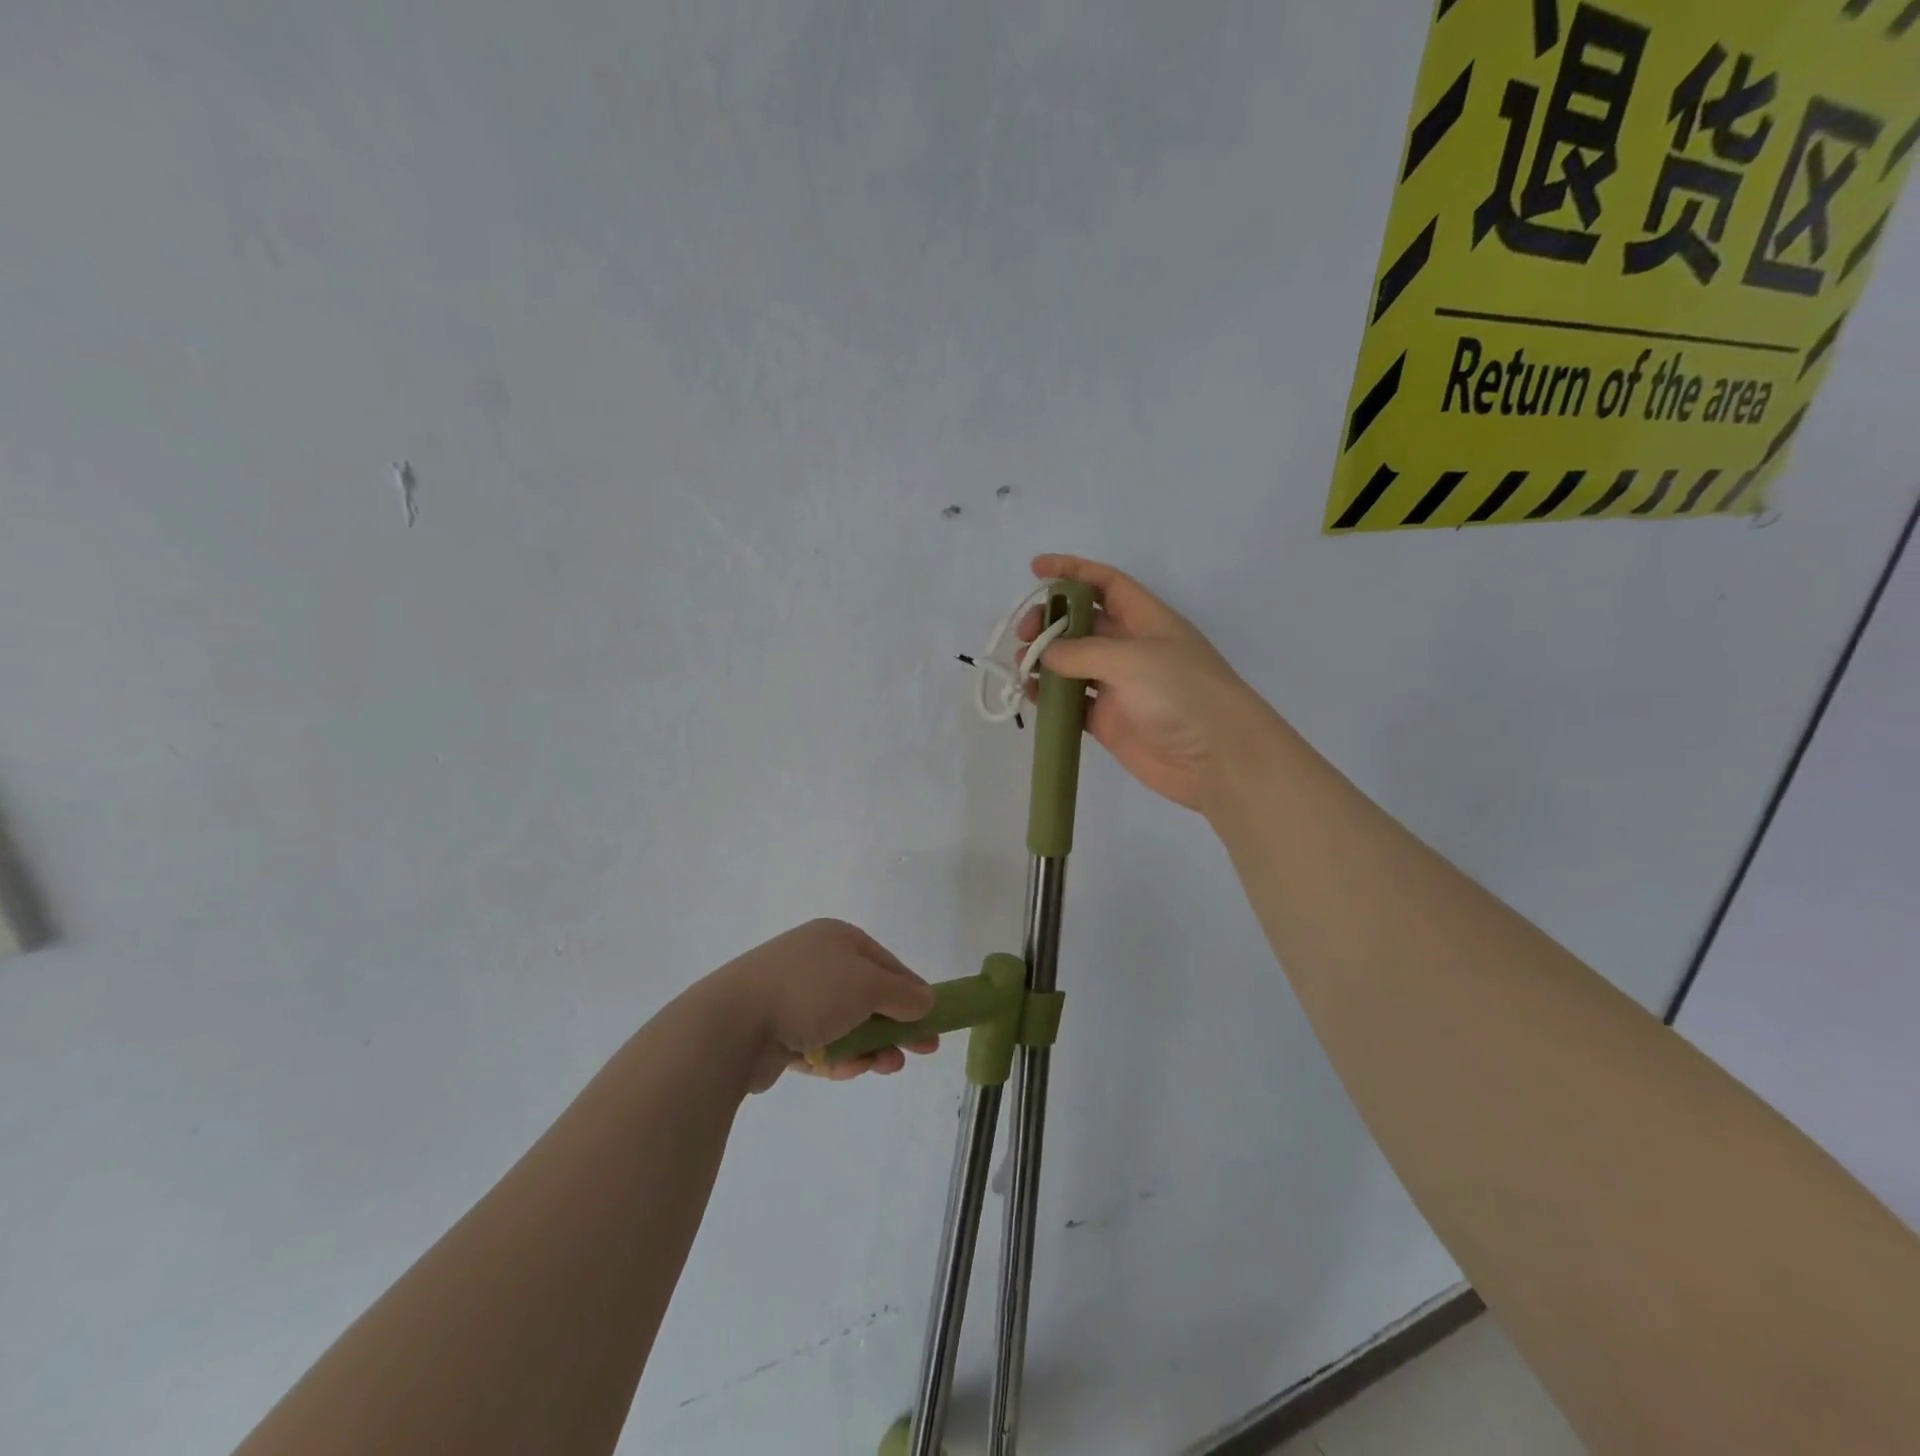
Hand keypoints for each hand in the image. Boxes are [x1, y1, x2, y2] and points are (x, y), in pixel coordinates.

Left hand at [699, 920, 939, 1091]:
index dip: (913, 994)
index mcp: (837, 939)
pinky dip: (834, 1057)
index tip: (933, 1023)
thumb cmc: (809, 993)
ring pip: (844, 1024)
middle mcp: (816, 961)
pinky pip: (817, 1043)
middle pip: (867, 996)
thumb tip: (927, 1000)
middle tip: (918, 1052)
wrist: (732, 1024)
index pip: (887, 965)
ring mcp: (793, 995)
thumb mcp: (869, 987)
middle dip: (893, 1026)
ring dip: (867, 1047)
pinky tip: (842, 1070)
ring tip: (881, 1067)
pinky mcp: (776, 1030)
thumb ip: (903, 995)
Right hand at [1020, 554, 1275, 811]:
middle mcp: (1131, 648)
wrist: (1217, 758)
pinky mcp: (1110, 721)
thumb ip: (1082, 652)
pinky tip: (1031, 694)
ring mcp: (1119, 686)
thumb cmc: (1182, 693)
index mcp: (1145, 620)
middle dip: (1051, 621)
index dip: (1072, 571)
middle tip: (1025, 634)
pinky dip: (1051, 697)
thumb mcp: (1133, 659)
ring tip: (1022, 665)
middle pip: (1082, 623)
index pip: (1105, 583)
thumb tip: (1046, 654)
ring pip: (1073, 663)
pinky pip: (1073, 702)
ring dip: (1046, 659)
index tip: (1035, 568)